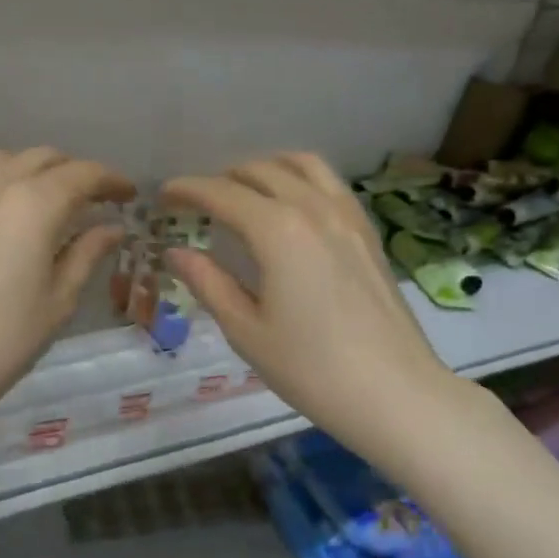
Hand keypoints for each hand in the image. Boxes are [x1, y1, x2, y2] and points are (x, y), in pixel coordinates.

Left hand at [0, 148, 134, 449]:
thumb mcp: (57, 302)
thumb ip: (86, 254)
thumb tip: (111, 228)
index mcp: (34, 204)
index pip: (83, 174)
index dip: (111, 181)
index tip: (128, 196)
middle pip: (43, 158)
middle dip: (74, 173)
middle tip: (93, 201)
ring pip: (4, 160)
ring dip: (34, 171)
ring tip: (47, 201)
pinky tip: (2, 213)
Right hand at [163, 155, 464, 469]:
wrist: (394, 392)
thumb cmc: (311, 368)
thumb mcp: (246, 330)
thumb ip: (208, 283)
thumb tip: (176, 253)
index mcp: (277, 231)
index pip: (222, 193)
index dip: (188, 190)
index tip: (163, 195)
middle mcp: (313, 208)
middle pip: (260, 171)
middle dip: (222, 178)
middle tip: (197, 201)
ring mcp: (347, 216)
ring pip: (302, 165)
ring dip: (265, 168)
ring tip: (243, 191)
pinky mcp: (367, 231)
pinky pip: (330, 183)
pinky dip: (300, 178)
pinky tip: (291, 206)